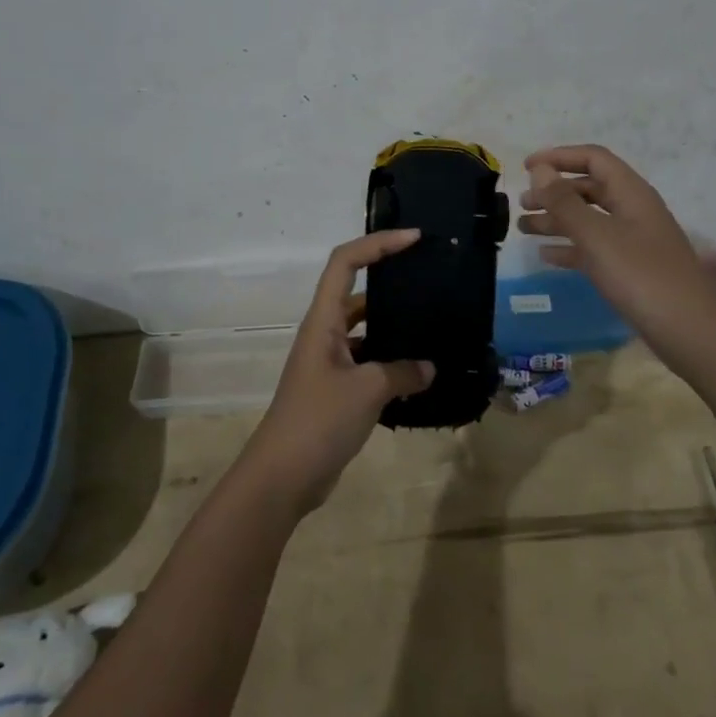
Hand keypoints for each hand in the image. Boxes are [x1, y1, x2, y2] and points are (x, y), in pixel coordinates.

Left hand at [242, 230, 435, 514]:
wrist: (282, 477)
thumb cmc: (318, 421)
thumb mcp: (367, 390)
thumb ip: (402, 372)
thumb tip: (429, 368)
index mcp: (323, 321)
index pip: (345, 263)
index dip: (377, 243)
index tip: (414, 239)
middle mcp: (324, 334)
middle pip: (357, 292)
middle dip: (391, 281)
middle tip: (430, 279)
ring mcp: (329, 363)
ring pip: (365, 330)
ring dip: (394, 327)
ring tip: (433, 326)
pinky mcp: (336, 390)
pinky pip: (368, 363)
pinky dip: (391, 363)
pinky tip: (420, 374)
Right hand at [517, 144, 715, 360]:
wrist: (689, 331)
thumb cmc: (641, 277)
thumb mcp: (597, 236)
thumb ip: (565, 202)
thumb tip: (539, 169)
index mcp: (631, 193)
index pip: (593, 159)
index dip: (559, 157)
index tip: (525, 168)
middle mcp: (634, 211)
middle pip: (589, 188)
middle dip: (554, 192)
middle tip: (521, 205)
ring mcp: (634, 241)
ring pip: (589, 219)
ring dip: (557, 219)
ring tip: (523, 228)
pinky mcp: (632, 269)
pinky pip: (595, 248)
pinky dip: (570, 247)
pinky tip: (546, 256)